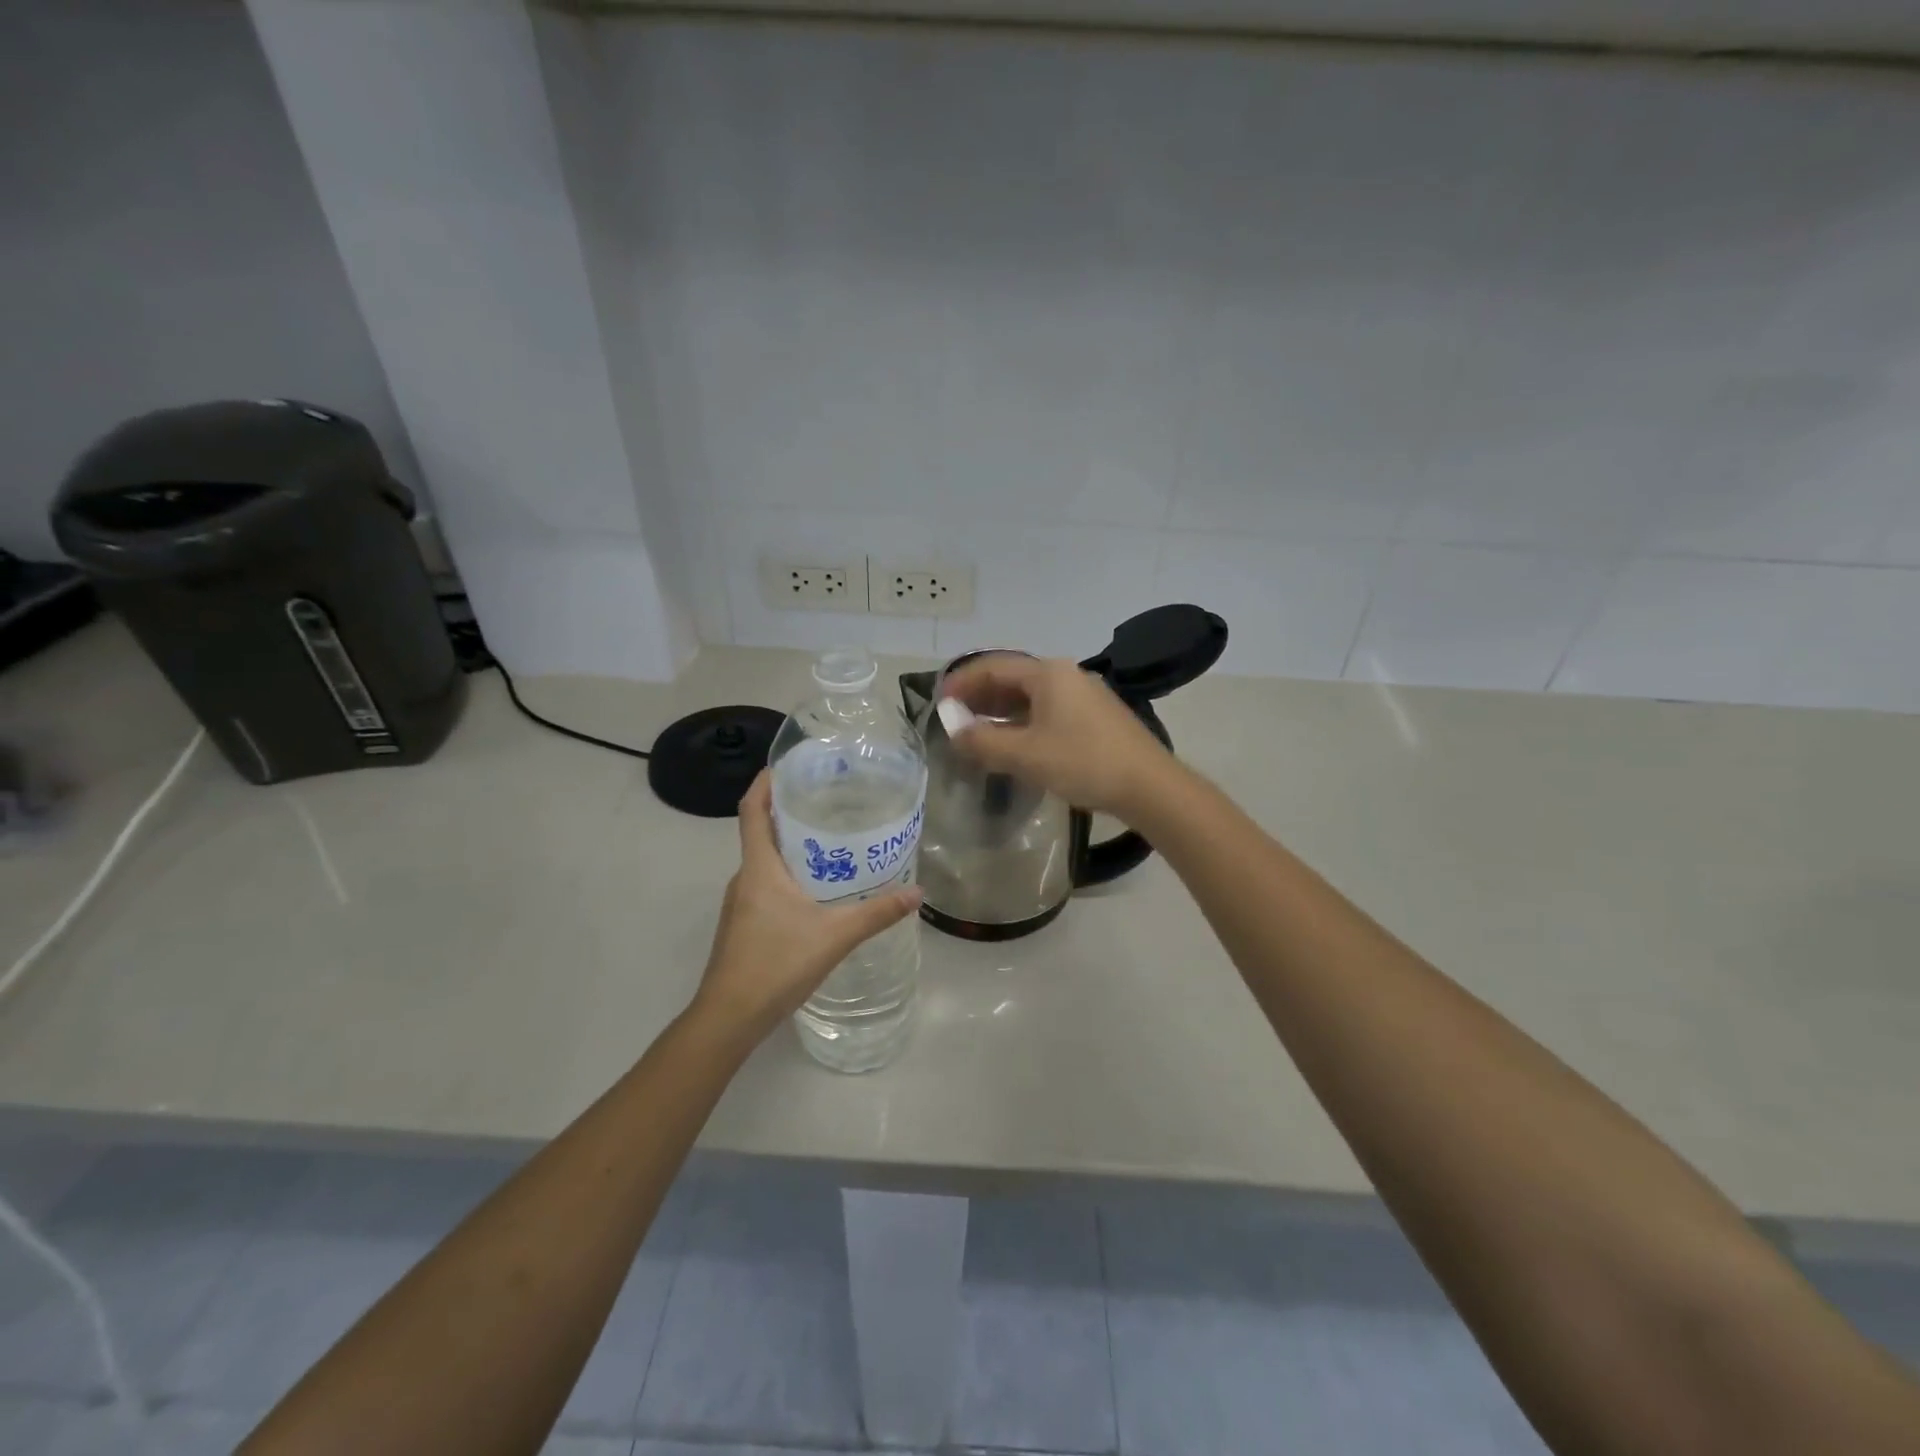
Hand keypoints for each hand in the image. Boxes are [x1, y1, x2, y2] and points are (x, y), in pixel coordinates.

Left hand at [692, 772, 921, 1039]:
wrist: (729, 1018)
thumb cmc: (776, 964)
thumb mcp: (835, 935)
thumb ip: (877, 913)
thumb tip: (917, 892)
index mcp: (759, 868)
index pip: (751, 810)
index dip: (765, 783)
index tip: (787, 766)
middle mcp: (744, 879)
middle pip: (762, 833)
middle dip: (790, 813)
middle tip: (829, 801)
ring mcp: (740, 904)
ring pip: (766, 863)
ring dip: (792, 848)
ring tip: (831, 843)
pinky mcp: (743, 926)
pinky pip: (766, 886)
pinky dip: (789, 876)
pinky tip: (818, 892)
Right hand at [938, 653, 1174, 819]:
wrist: (1149, 786)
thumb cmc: (1083, 762)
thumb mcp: (1026, 754)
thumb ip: (984, 741)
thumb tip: (953, 731)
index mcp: (1048, 673)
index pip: (993, 667)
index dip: (962, 682)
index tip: (939, 702)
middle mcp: (1066, 675)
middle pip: (1012, 679)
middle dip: (981, 697)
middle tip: (955, 719)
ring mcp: (1084, 695)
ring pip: (1031, 697)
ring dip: (1001, 712)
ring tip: (978, 734)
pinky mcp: (1094, 717)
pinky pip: (1048, 711)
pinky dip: (1023, 722)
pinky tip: (1014, 744)